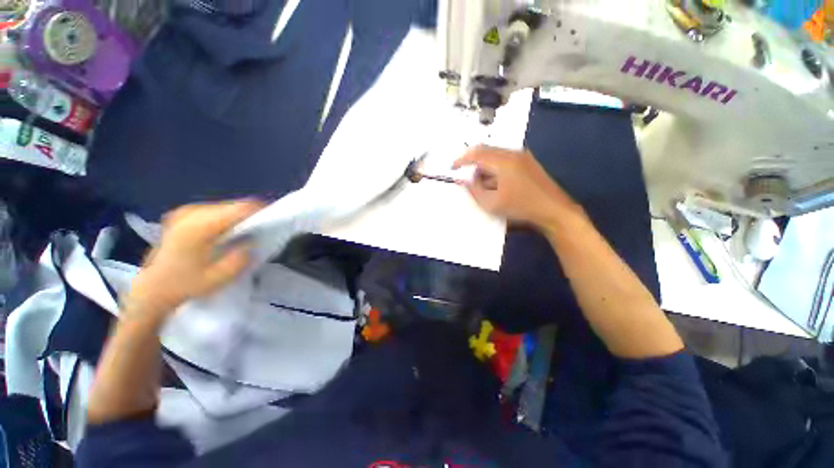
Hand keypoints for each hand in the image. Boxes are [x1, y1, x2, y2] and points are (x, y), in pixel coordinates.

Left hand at [125, 200, 262, 323]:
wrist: (153, 289)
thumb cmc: (183, 286)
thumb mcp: (214, 280)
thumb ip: (237, 261)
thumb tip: (251, 244)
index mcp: (201, 224)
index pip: (236, 209)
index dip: (256, 211)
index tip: (271, 219)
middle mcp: (192, 211)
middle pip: (226, 206)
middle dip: (243, 216)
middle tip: (256, 231)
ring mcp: (183, 212)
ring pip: (216, 208)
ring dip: (229, 218)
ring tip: (239, 234)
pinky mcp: (179, 216)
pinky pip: (204, 213)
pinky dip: (216, 221)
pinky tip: (217, 235)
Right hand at [453, 145, 581, 227]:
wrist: (555, 211)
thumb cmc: (523, 208)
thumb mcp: (493, 204)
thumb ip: (475, 191)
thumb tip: (467, 181)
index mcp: (503, 160)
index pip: (476, 153)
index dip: (461, 160)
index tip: (452, 169)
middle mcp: (512, 152)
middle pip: (486, 150)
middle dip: (473, 160)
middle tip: (464, 174)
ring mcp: (523, 156)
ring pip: (497, 154)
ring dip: (485, 164)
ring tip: (480, 181)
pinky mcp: (530, 163)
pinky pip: (506, 158)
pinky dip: (496, 166)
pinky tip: (497, 181)